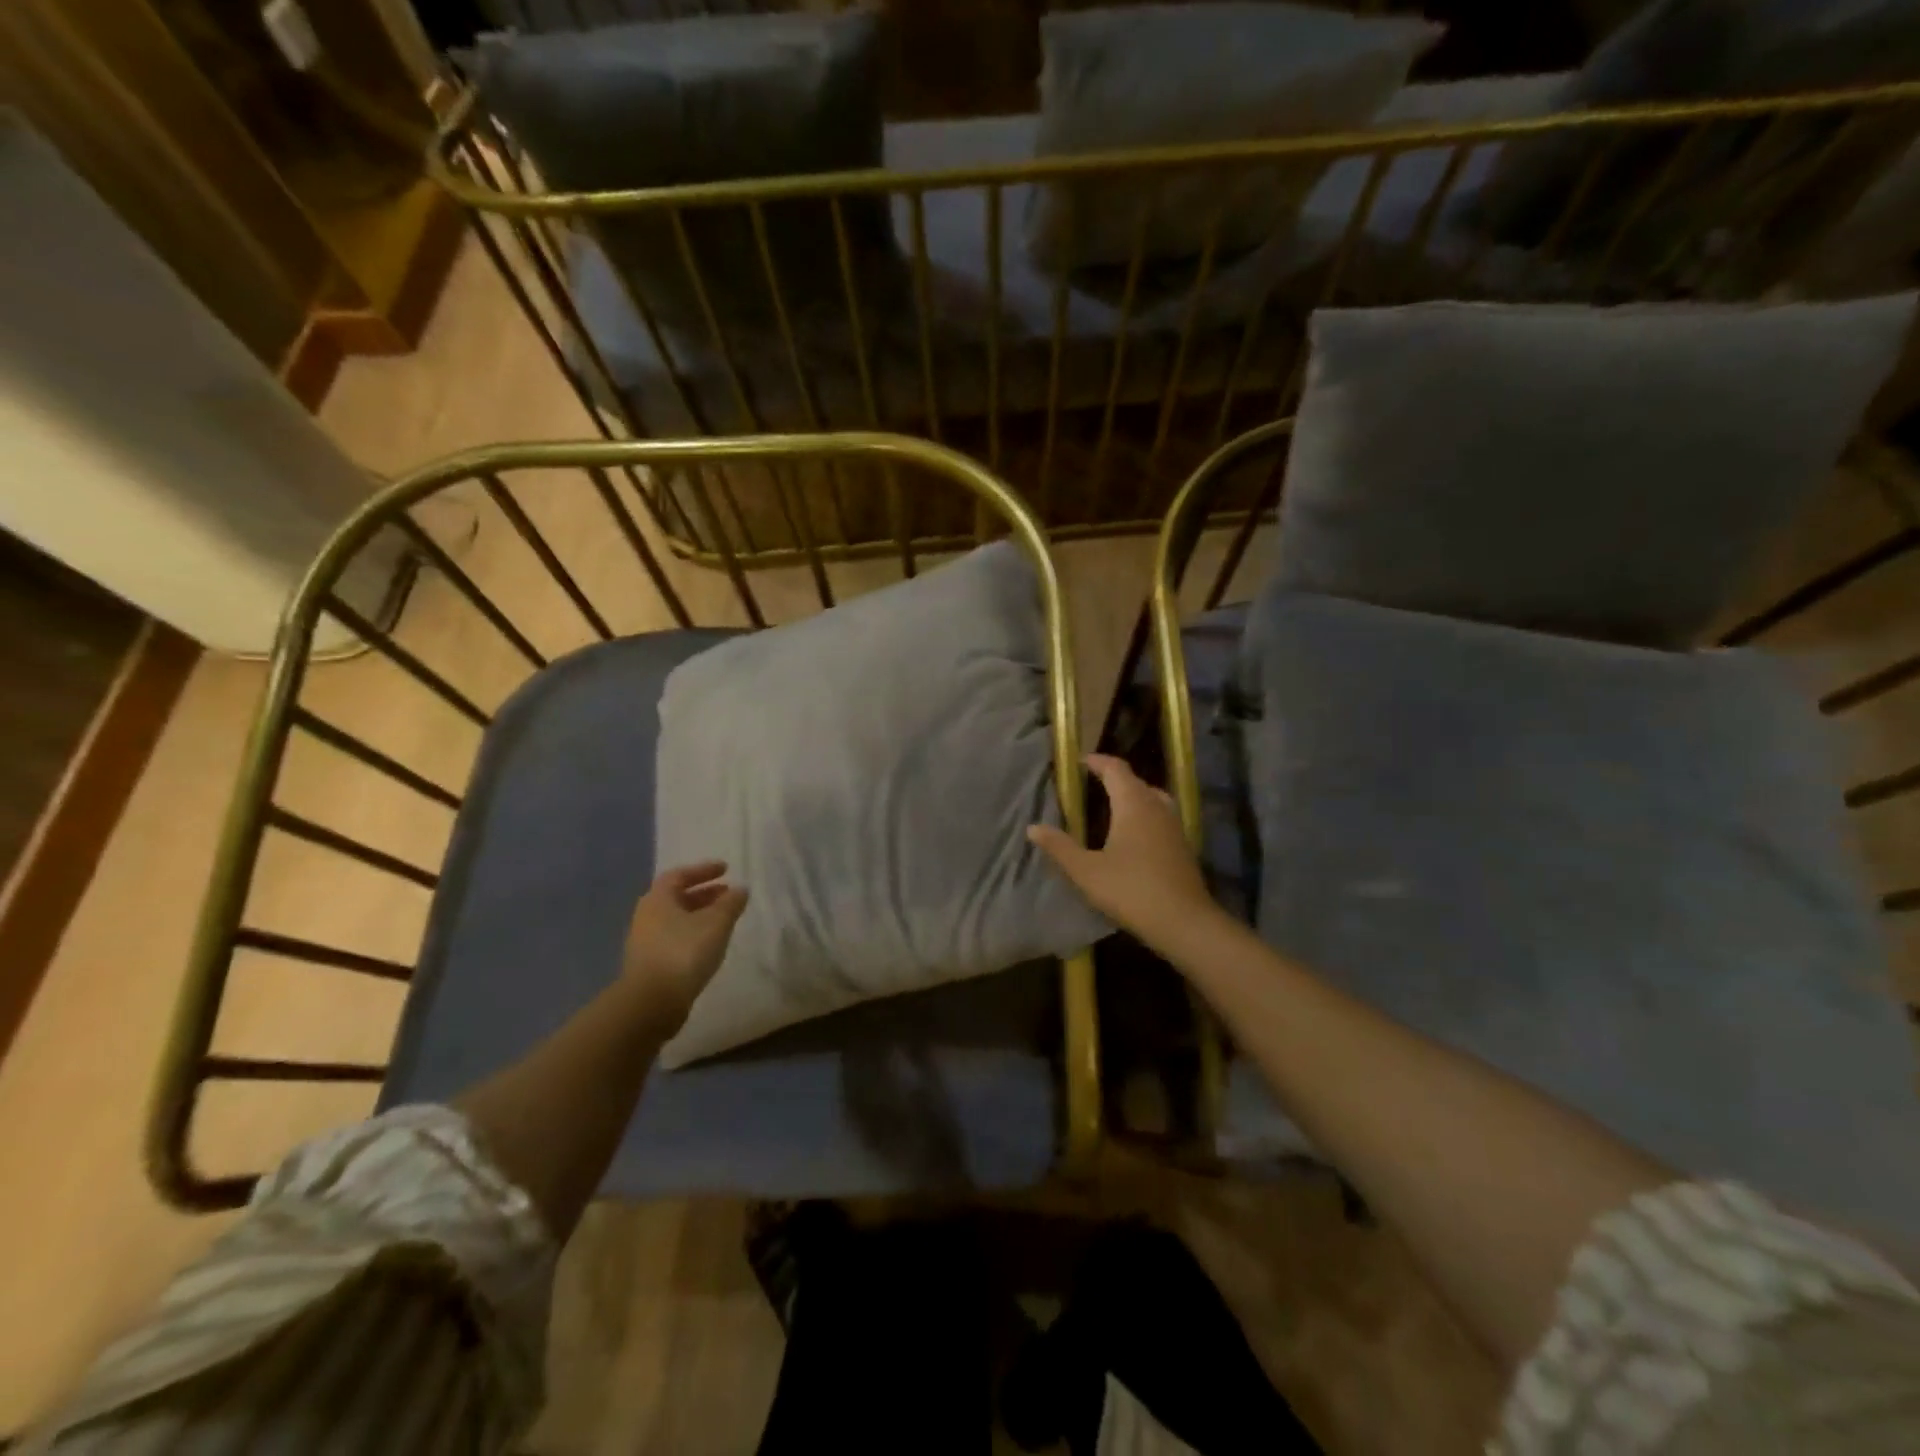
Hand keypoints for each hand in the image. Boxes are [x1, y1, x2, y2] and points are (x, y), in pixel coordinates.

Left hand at [621, 862, 748, 1030]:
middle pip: (677, 897)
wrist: (651, 1002)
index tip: (726, 869)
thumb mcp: (716, 923)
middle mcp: (647, 916)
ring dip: (700, 915)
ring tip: (724, 920)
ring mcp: (645, 941)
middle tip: (727, 894)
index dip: (704, 870)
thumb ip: (731, 903)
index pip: (680, 874)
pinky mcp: (649, 964)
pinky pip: (675, 938)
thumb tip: (741, 889)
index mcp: (658, 898)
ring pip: (676, 919)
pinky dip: (693, 934)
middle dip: (704, 893)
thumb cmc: (684, 952)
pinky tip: (710, 944)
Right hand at [1028, 754, 1217, 951]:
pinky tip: (1133, 833)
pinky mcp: (1182, 845)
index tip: (1080, 762)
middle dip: (1113, 777)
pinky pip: (1160, 815)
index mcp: (1133, 804)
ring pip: (1151, 797)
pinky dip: (1144, 812)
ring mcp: (1174, 825)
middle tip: (1091, 782)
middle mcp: (1156, 807)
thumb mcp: (1086, 871)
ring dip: (1132, 794)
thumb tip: (1033, 827)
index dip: (1097, 762)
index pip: (1115, 769)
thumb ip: (1059, 847)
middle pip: (1135, 780)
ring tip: (1112, 803)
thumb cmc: (1131, 890)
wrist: (1183, 922)